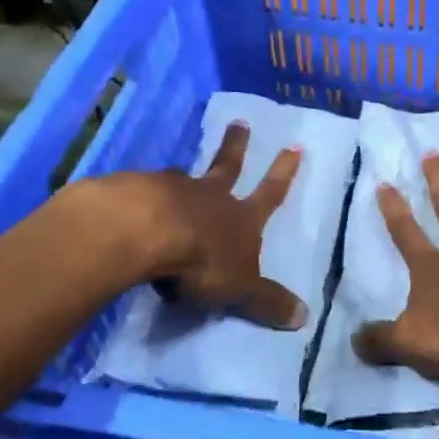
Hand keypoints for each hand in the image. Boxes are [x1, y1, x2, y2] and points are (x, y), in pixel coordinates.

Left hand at [116, 122, 307, 330]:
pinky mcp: (136, 193)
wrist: (146, 231)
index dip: (284, 173)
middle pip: (227, 166)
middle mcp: (210, 197)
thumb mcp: (240, 288)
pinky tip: (133, 201)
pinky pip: (145, 191)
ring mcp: (172, 191)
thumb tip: (306, 317)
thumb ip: (267, 301)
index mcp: (240, 218)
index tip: (294, 146)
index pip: (270, 194)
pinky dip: (144, 194)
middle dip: (237, 146)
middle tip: (239, 122)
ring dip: (184, 173)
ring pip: (183, 177)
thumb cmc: (201, 259)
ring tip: (178, 168)